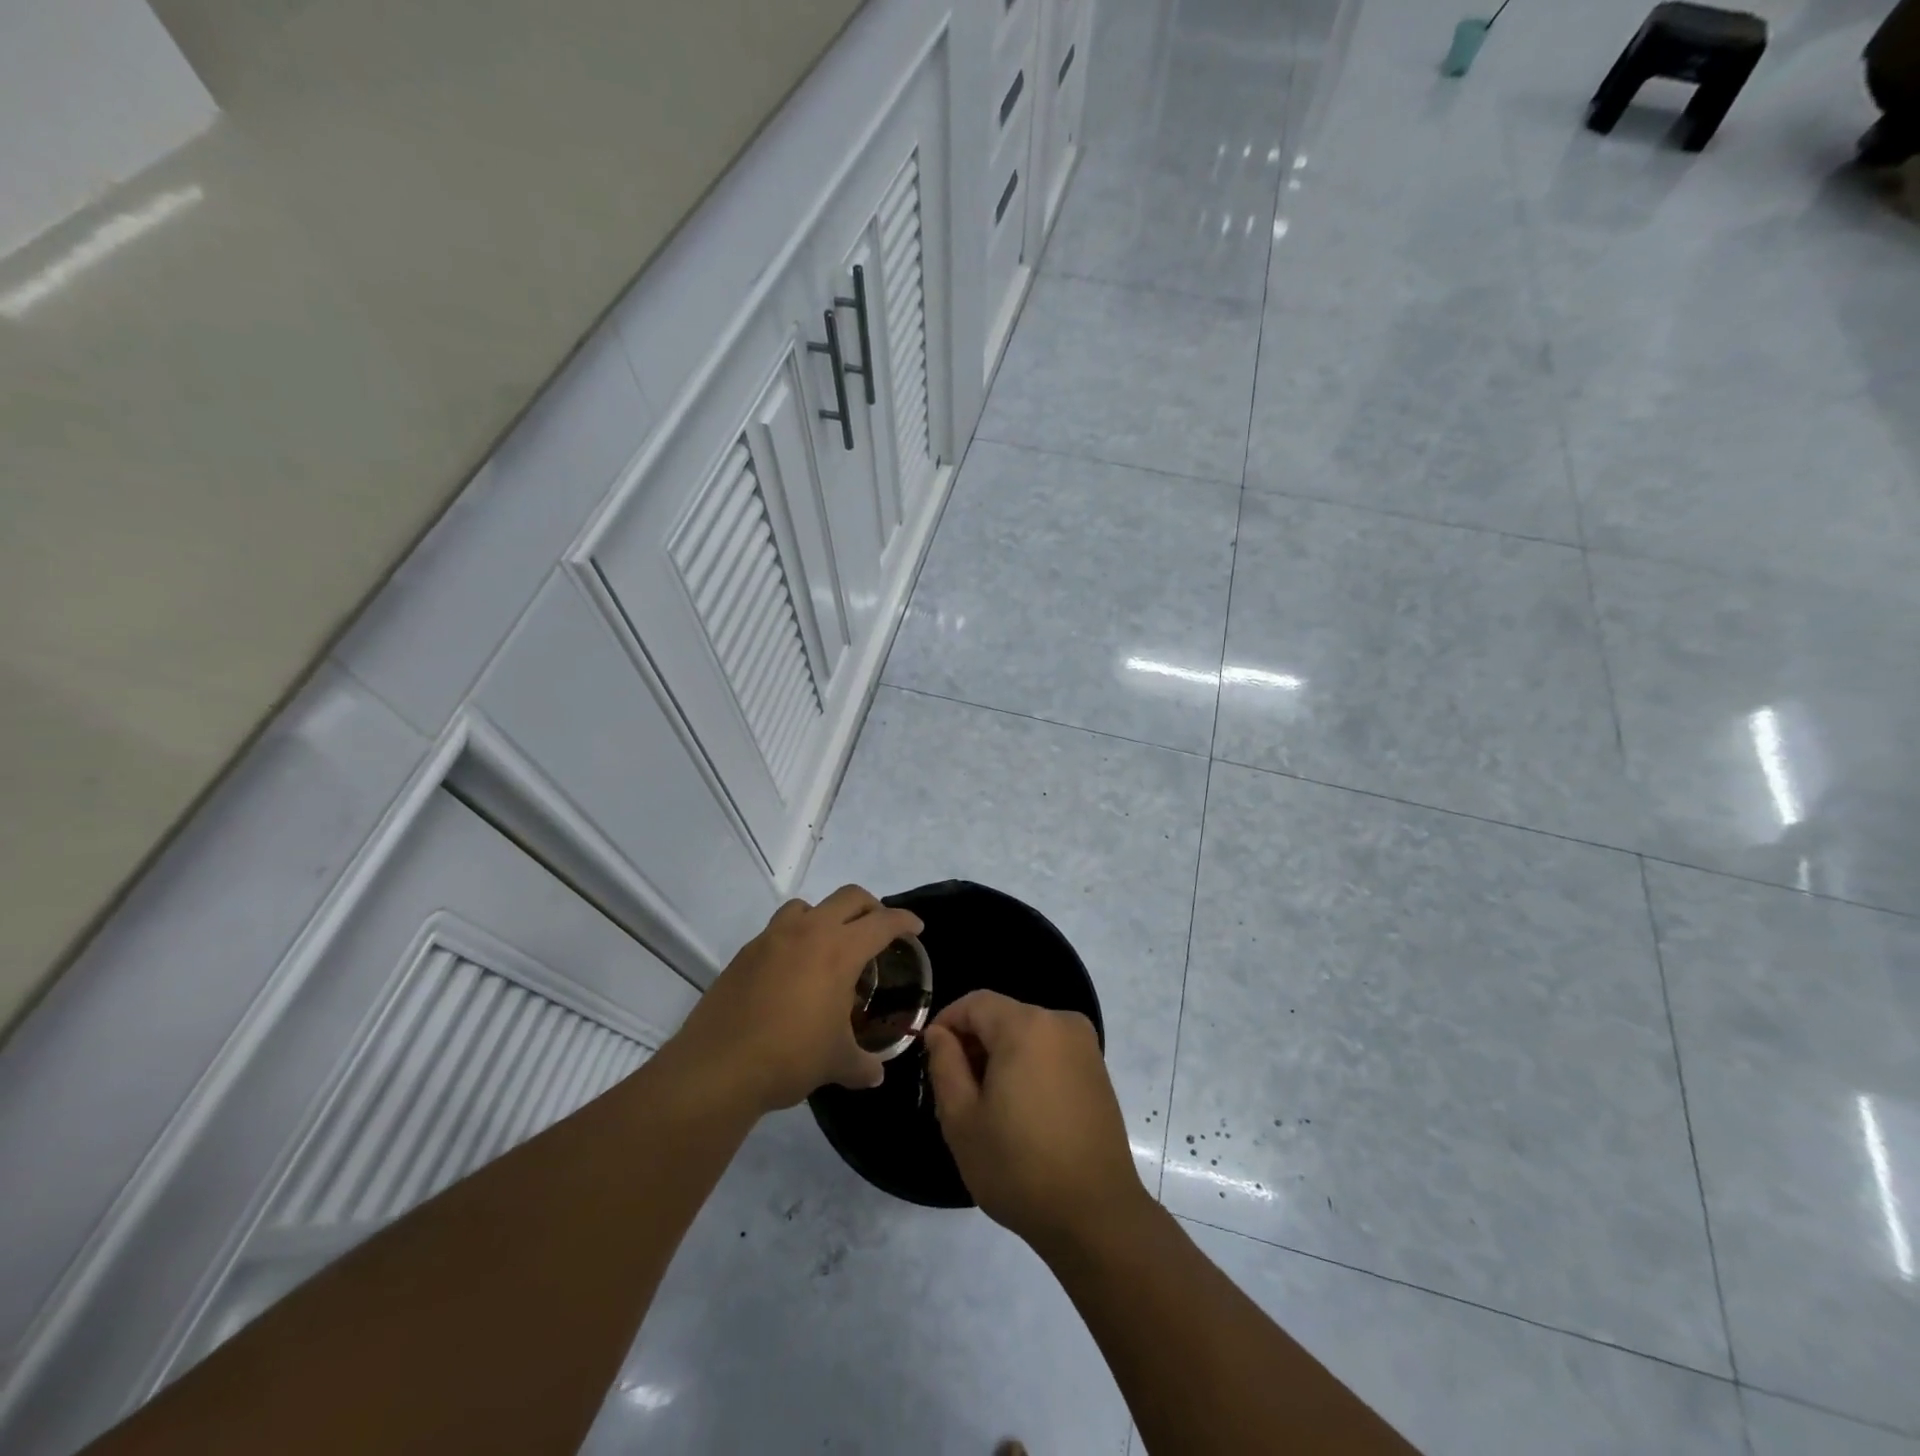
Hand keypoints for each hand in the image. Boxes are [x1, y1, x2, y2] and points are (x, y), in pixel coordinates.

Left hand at [669, 887, 922, 1114]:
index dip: (904, 921)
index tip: (916, 928)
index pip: (882, 922)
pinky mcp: (745, 953)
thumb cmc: (790, 1057)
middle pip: (848, 897)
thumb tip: (876, 1075)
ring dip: (825, 916)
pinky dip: (794, 939)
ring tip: (829, 946)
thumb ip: (863, 1064)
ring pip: (807, 906)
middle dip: (870, 907)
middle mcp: (808, 932)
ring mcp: (772, 938)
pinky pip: (777, 931)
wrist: (718, 1067)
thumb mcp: (837, 1063)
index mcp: (839, 951)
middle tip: (878, 929)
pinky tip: (792, 972)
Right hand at [923, 990, 1149, 1251]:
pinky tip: (1020, 1111)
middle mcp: (1060, 1022)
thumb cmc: (1019, 1166)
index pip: (975, 1003)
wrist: (1095, 1215)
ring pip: (1026, 1034)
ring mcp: (1084, 1045)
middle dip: (974, 1044)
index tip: (930, 1056)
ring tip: (986, 1106)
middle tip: (954, 1090)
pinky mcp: (1097, 1070)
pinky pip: (1050, 1051)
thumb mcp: (961, 1119)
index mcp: (1026, 1026)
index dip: (946, 1022)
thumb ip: (944, 1065)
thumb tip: (939, 1034)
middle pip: (1002, 1016)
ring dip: (1000, 1057)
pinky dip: (1027, 1067)